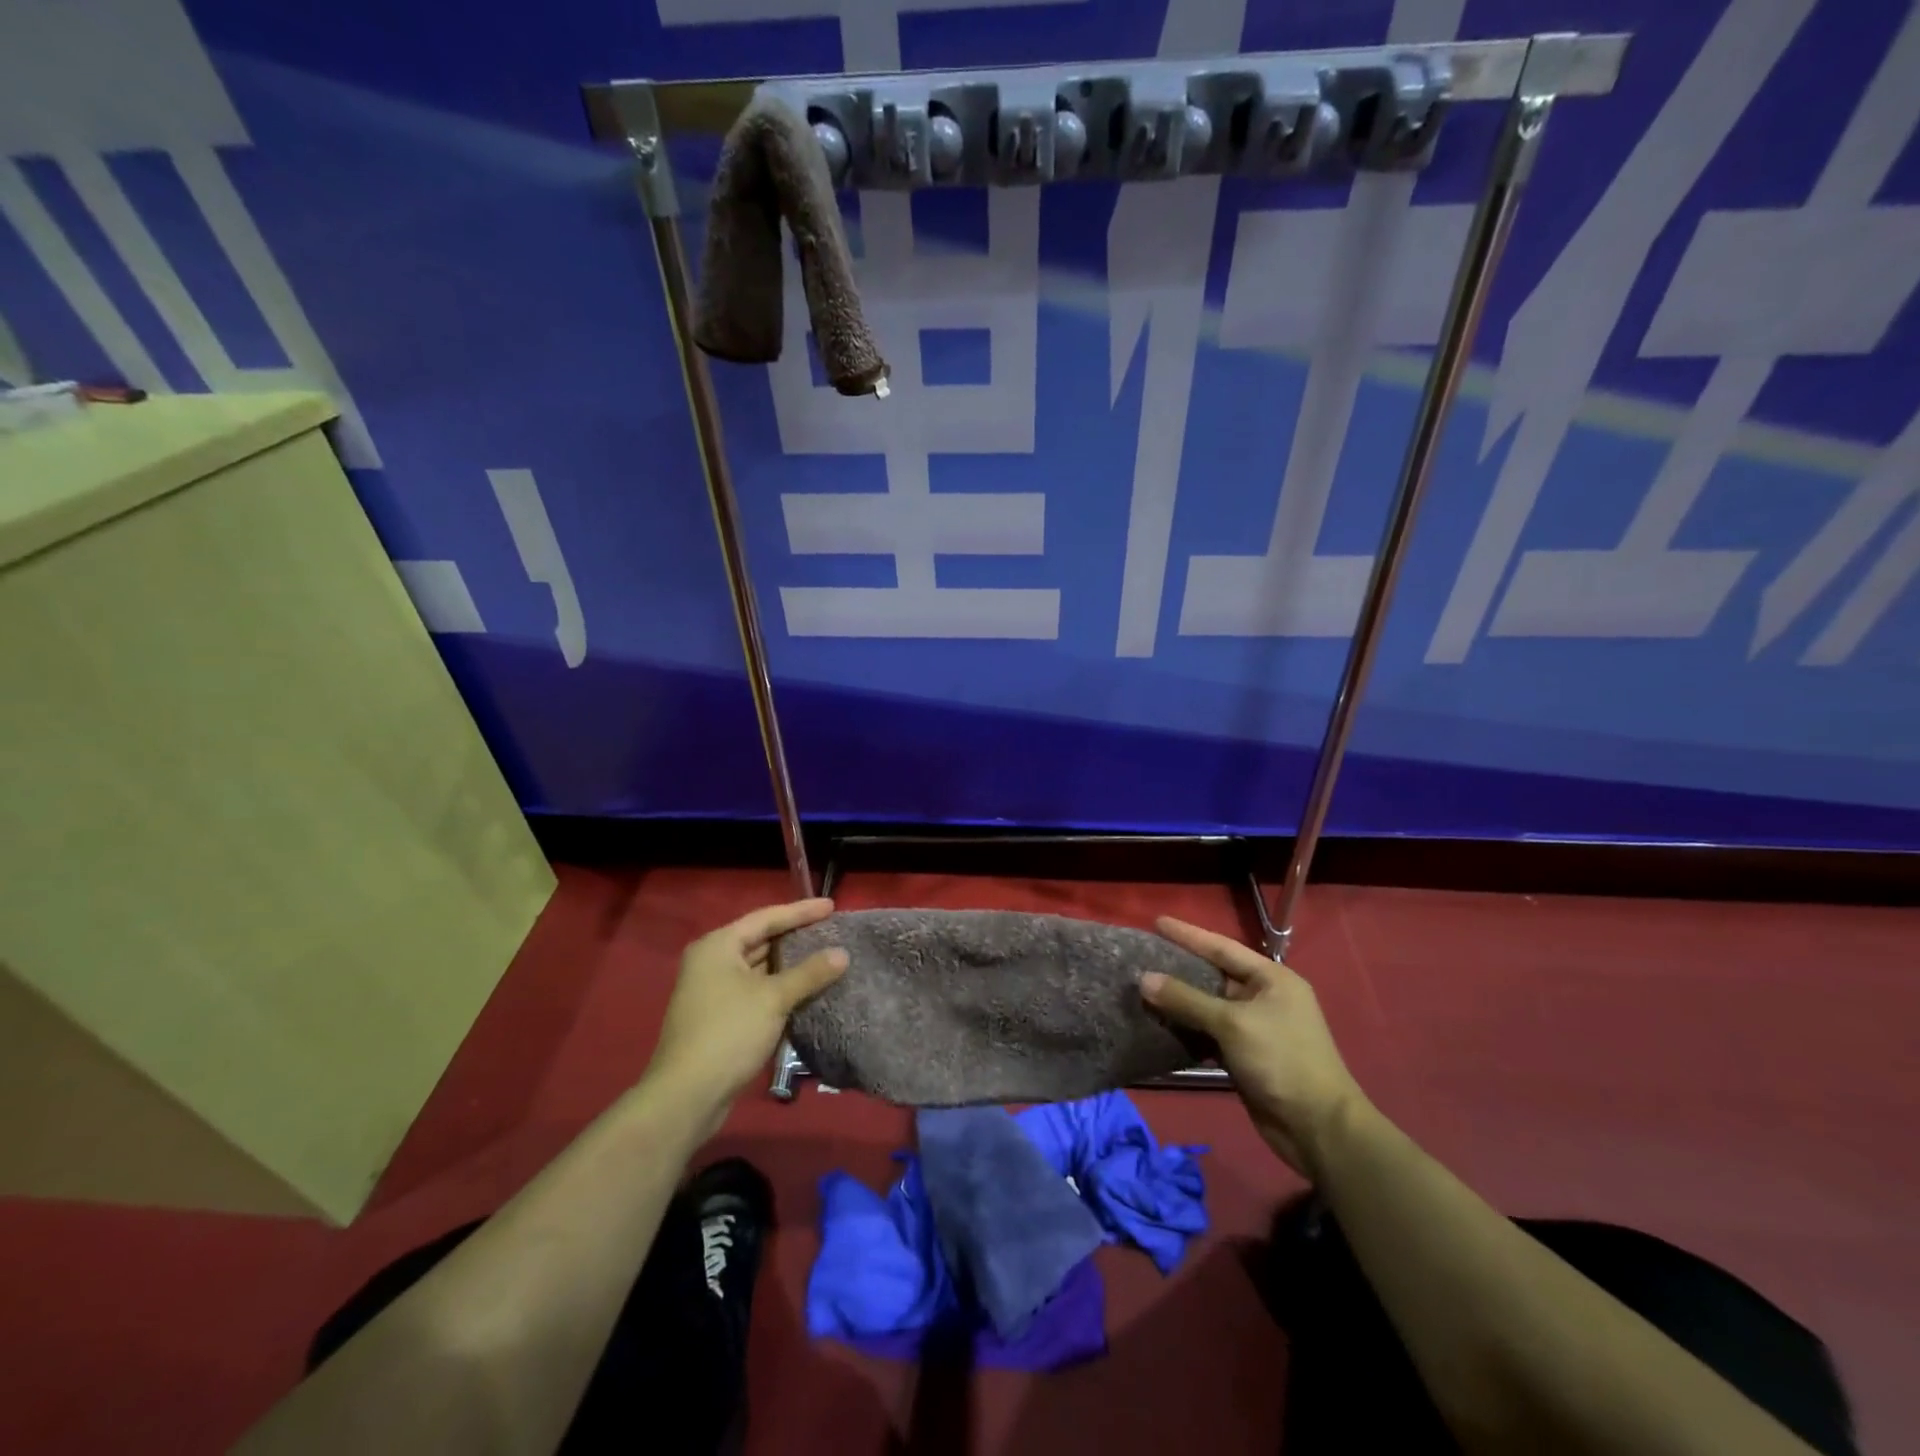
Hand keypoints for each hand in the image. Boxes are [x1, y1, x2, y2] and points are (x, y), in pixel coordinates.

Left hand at [646, 898, 847, 1135]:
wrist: (687, 1096)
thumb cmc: (729, 1033)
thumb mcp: (773, 998)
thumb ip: (809, 973)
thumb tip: (842, 954)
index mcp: (718, 946)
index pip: (766, 918)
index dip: (801, 912)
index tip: (832, 907)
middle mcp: (711, 961)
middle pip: (760, 940)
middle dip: (795, 936)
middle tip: (830, 930)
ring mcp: (713, 990)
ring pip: (759, 967)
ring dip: (789, 963)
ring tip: (824, 955)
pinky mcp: (719, 1015)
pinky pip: (755, 989)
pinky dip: (779, 986)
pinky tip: (805, 988)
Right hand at [1140, 917, 1366, 1177]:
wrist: (1317, 1127)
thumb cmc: (1281, 1060)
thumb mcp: (1232, 1023)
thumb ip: (1186, 999)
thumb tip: (1143, 978)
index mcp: (1272, 979)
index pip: (1222, 947)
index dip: (1189, 934)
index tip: (1157, 922)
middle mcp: (1265, 998)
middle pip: (1214, 975)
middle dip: (1180, 966)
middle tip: (1143, 955)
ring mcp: (1255, 1028)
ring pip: (1209, 1005)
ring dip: (1179, 1000)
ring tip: (1142, 987)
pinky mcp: (1245, 1055)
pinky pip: (1209, 1032)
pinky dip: (1187, 1028)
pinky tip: (1160, 1023)